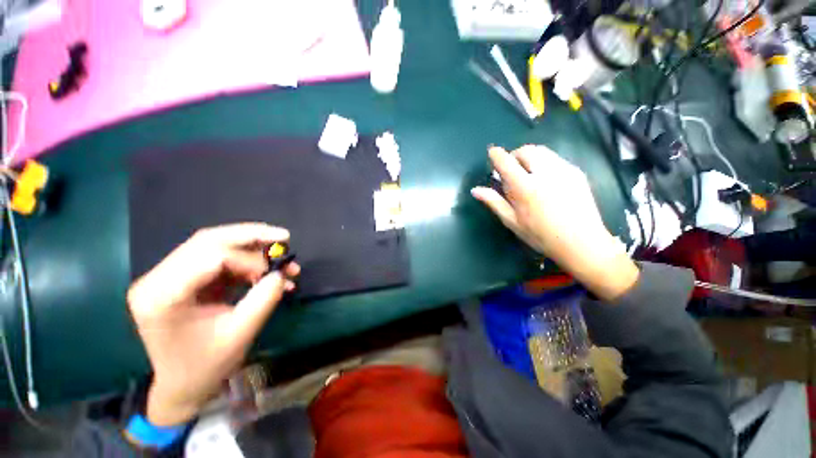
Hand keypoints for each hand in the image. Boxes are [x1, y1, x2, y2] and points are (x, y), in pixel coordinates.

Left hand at [128, 223, 299, 425]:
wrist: (183, 385)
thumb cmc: (206, 366)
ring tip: (280, 255)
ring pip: (214, 244)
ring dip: (252, 247)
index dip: (249, 259)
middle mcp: (158, 279)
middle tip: (284, 237)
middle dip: (251, 236)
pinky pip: (218, 258)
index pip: (209, 257)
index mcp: (162, 297)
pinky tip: (266, 271)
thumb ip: (264, 298)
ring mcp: (168, 276)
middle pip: (208, 240)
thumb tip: (282, 272)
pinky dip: (246, 261)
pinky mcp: (183, 278)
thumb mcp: (240, 333)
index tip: (276, 271)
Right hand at [471, 146, 638, 300]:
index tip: (492, 153)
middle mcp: (545, 173)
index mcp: (525, 187)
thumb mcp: (512, 221)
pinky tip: (544, 179)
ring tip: (527, 173)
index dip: (496, 155)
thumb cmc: (540, 235)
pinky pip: (555, 158)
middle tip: (511, 169)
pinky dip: (544, 162)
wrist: (581, 242)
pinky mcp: (576, 172)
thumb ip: (493, 202)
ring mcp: (563, 170)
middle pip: (526, 150)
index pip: (506, 162)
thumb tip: (475, 190)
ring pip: (542, 151)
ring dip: (529, 156)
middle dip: (515, 154)